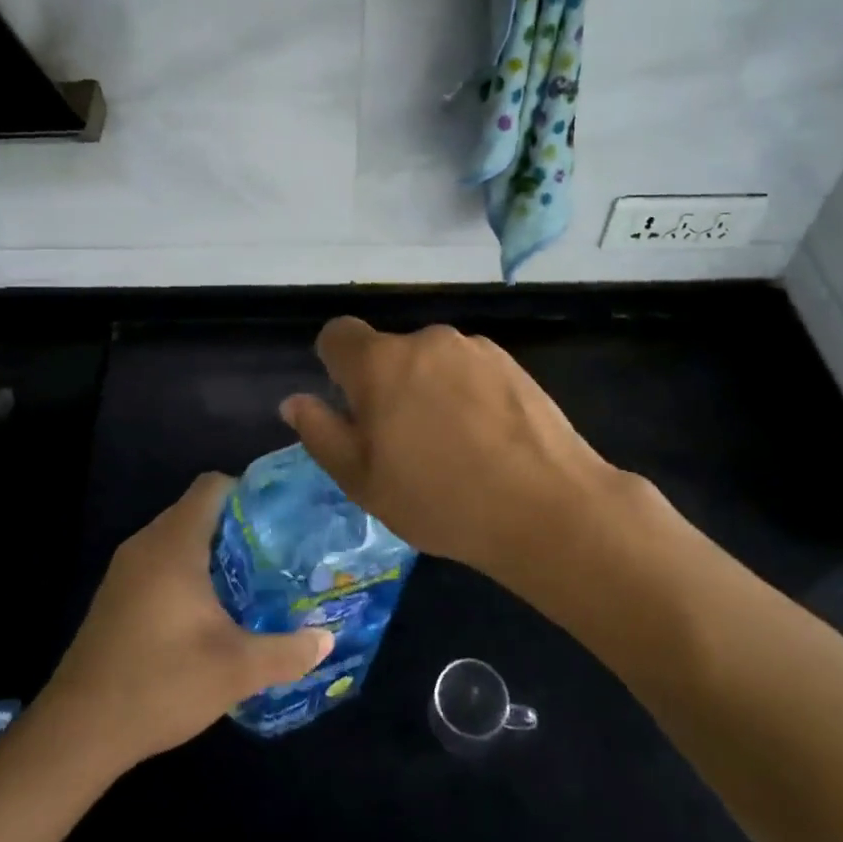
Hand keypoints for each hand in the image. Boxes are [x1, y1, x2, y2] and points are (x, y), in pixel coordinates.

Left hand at [36, 474, 333, 770]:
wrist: (77, 733)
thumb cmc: (161, 684)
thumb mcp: (236, 670)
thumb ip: (287, 652)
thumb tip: (326, 641)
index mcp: (174, 544)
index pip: (213, 486)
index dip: (249, 491)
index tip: (281, 518)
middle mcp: (146, 544)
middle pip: (198, 510)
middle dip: (239, 525)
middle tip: (278, 552)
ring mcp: (125, 570)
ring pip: (178, 538)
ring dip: (213, 551)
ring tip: (254, 580)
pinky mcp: (116, 596)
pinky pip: (160, 563)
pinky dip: (188, 571)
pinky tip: (211, 611)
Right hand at [280, 317, 639, 575]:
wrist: (546, 507)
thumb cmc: (440, 499)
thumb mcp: (363, 481)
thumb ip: (322, 434)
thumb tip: (296, 402)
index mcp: (380, 363)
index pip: (338, 334)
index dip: (335, 365)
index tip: (350, 407)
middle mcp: (425, 341)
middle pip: (388, 352)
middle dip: (385, 386)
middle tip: (403, 444)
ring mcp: (473, 348)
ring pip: (431, 362)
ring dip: (428, 389)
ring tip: (453, 446)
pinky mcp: (511, 362)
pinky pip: (469, 370)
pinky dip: (466, 393)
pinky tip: (487, 439)